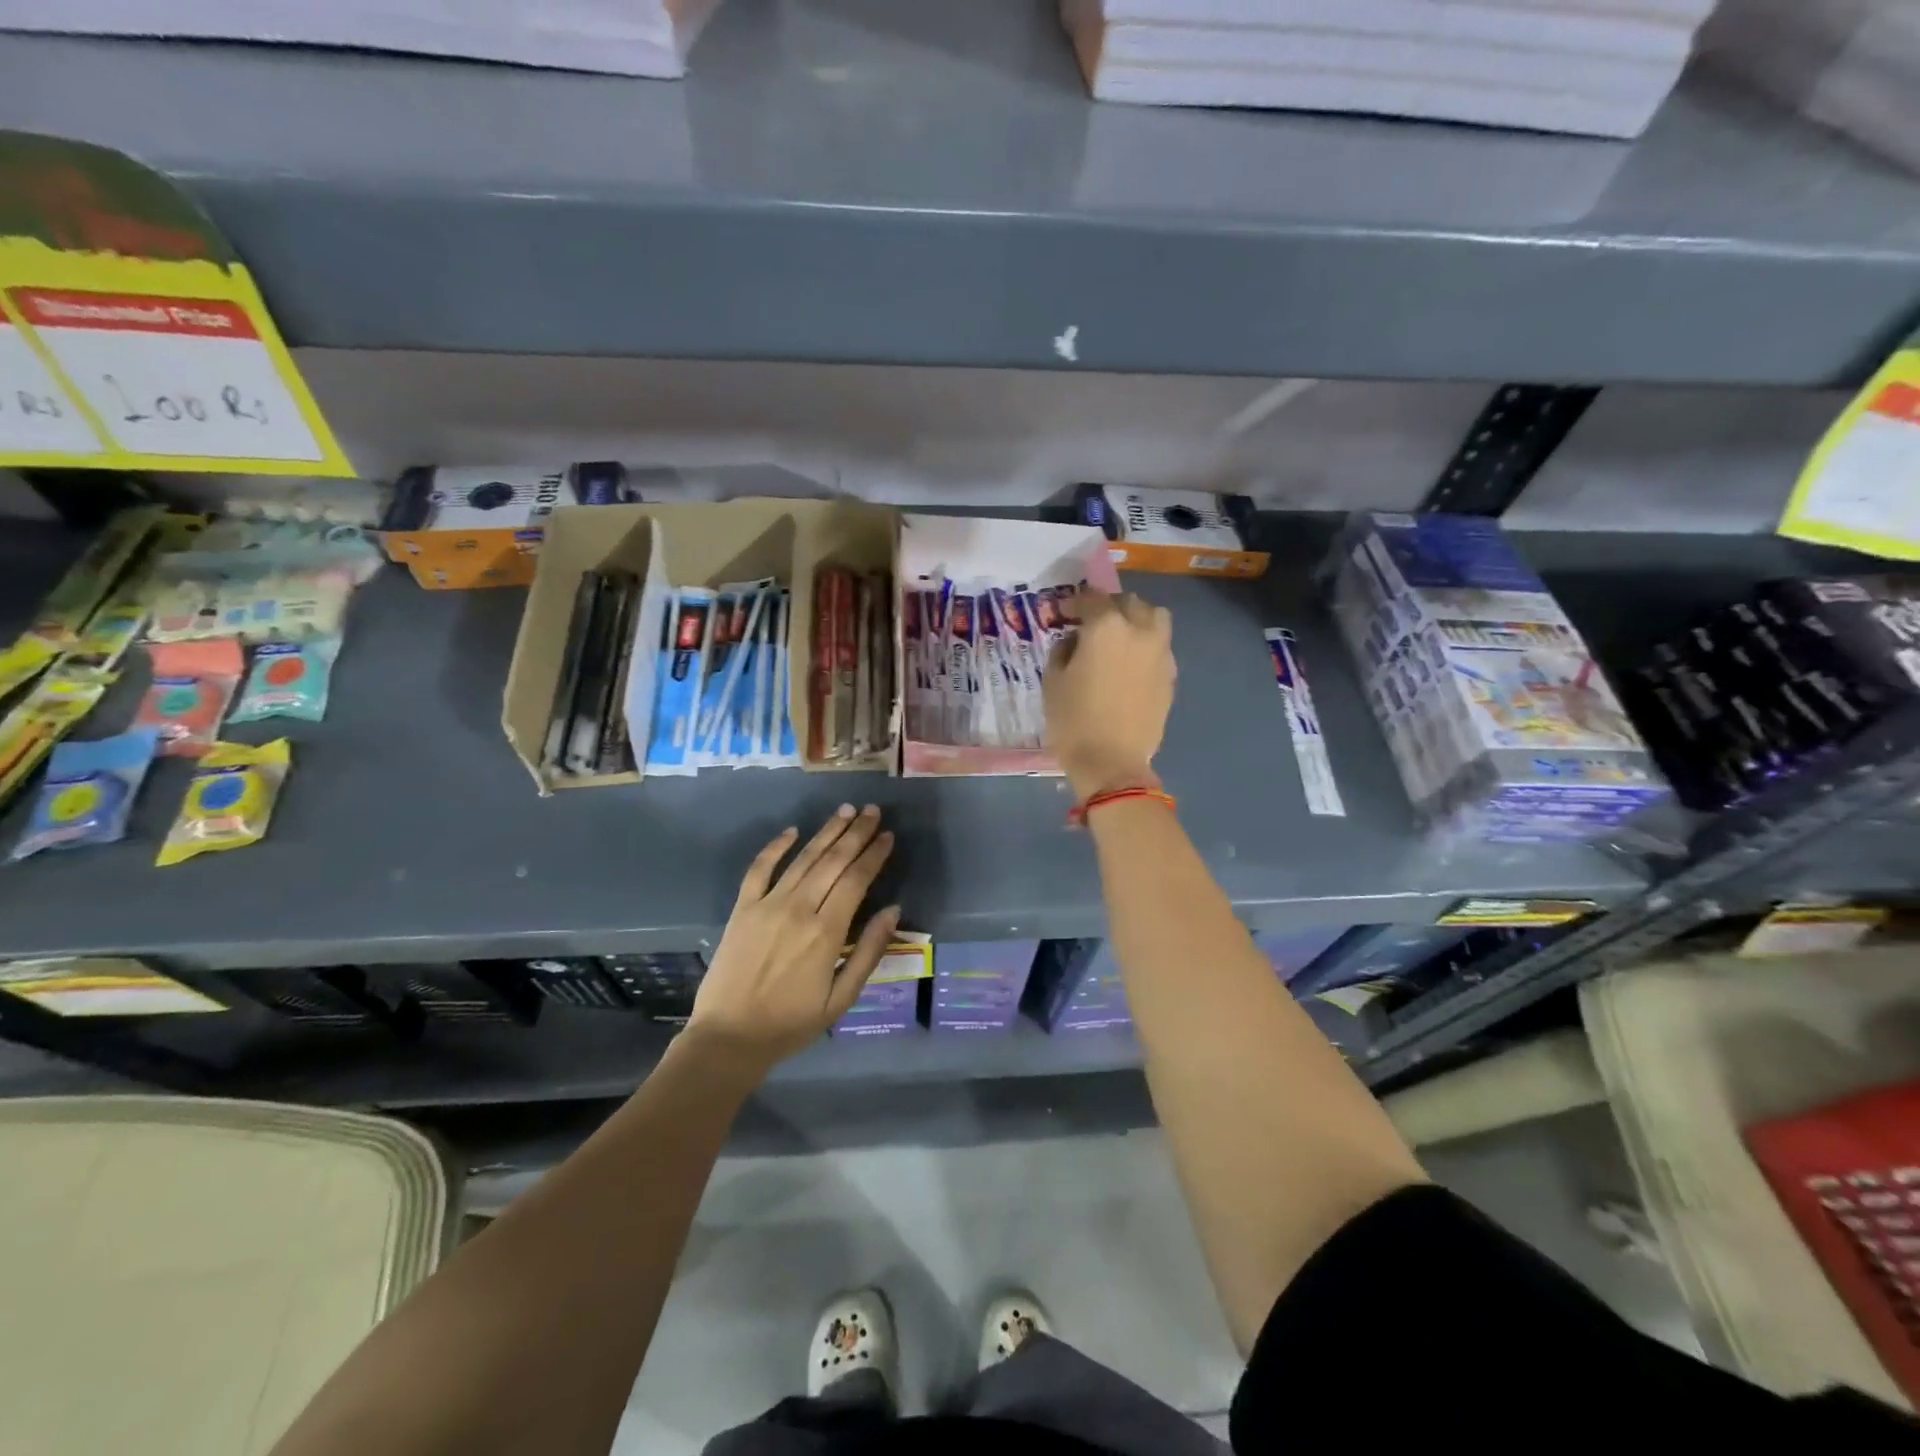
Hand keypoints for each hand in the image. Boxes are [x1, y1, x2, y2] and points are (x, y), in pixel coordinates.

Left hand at [686, 805, 899, 1074]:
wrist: (729, 1038)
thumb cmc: (791, 1024)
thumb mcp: (841, 999)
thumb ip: (869, 952)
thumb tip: (893, 910)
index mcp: (826, 932)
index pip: (856, 879)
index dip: (874, 855)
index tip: (888, 836)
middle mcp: (799, 908)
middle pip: (833, 861)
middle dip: (856, 833)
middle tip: (872, 810)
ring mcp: (767, 905)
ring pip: (803, 858)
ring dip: (826, 832)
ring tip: (845, 811)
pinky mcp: (742, 908)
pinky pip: (759, 869)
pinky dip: (775, 847)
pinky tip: (792, 831)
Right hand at [1043, 590, 1174, 801]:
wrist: (1112, 763)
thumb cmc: (1074, 721)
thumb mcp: (1053, 682)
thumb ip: (1064, 650)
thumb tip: (1075, 641)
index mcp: (1107, 628)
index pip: (1091, 599)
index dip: (1075, 603)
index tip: (1064, 613)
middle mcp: (1139, 631)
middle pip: (1128, 602)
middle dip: (1109, 606)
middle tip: (1092, 622)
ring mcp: (1160, 653)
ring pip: (1155, 618)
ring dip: (1137, 618)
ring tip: (1121, 635)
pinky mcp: (1170, 676)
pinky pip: (1161, 647)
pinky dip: (1147, 645)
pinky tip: (1132, 663)